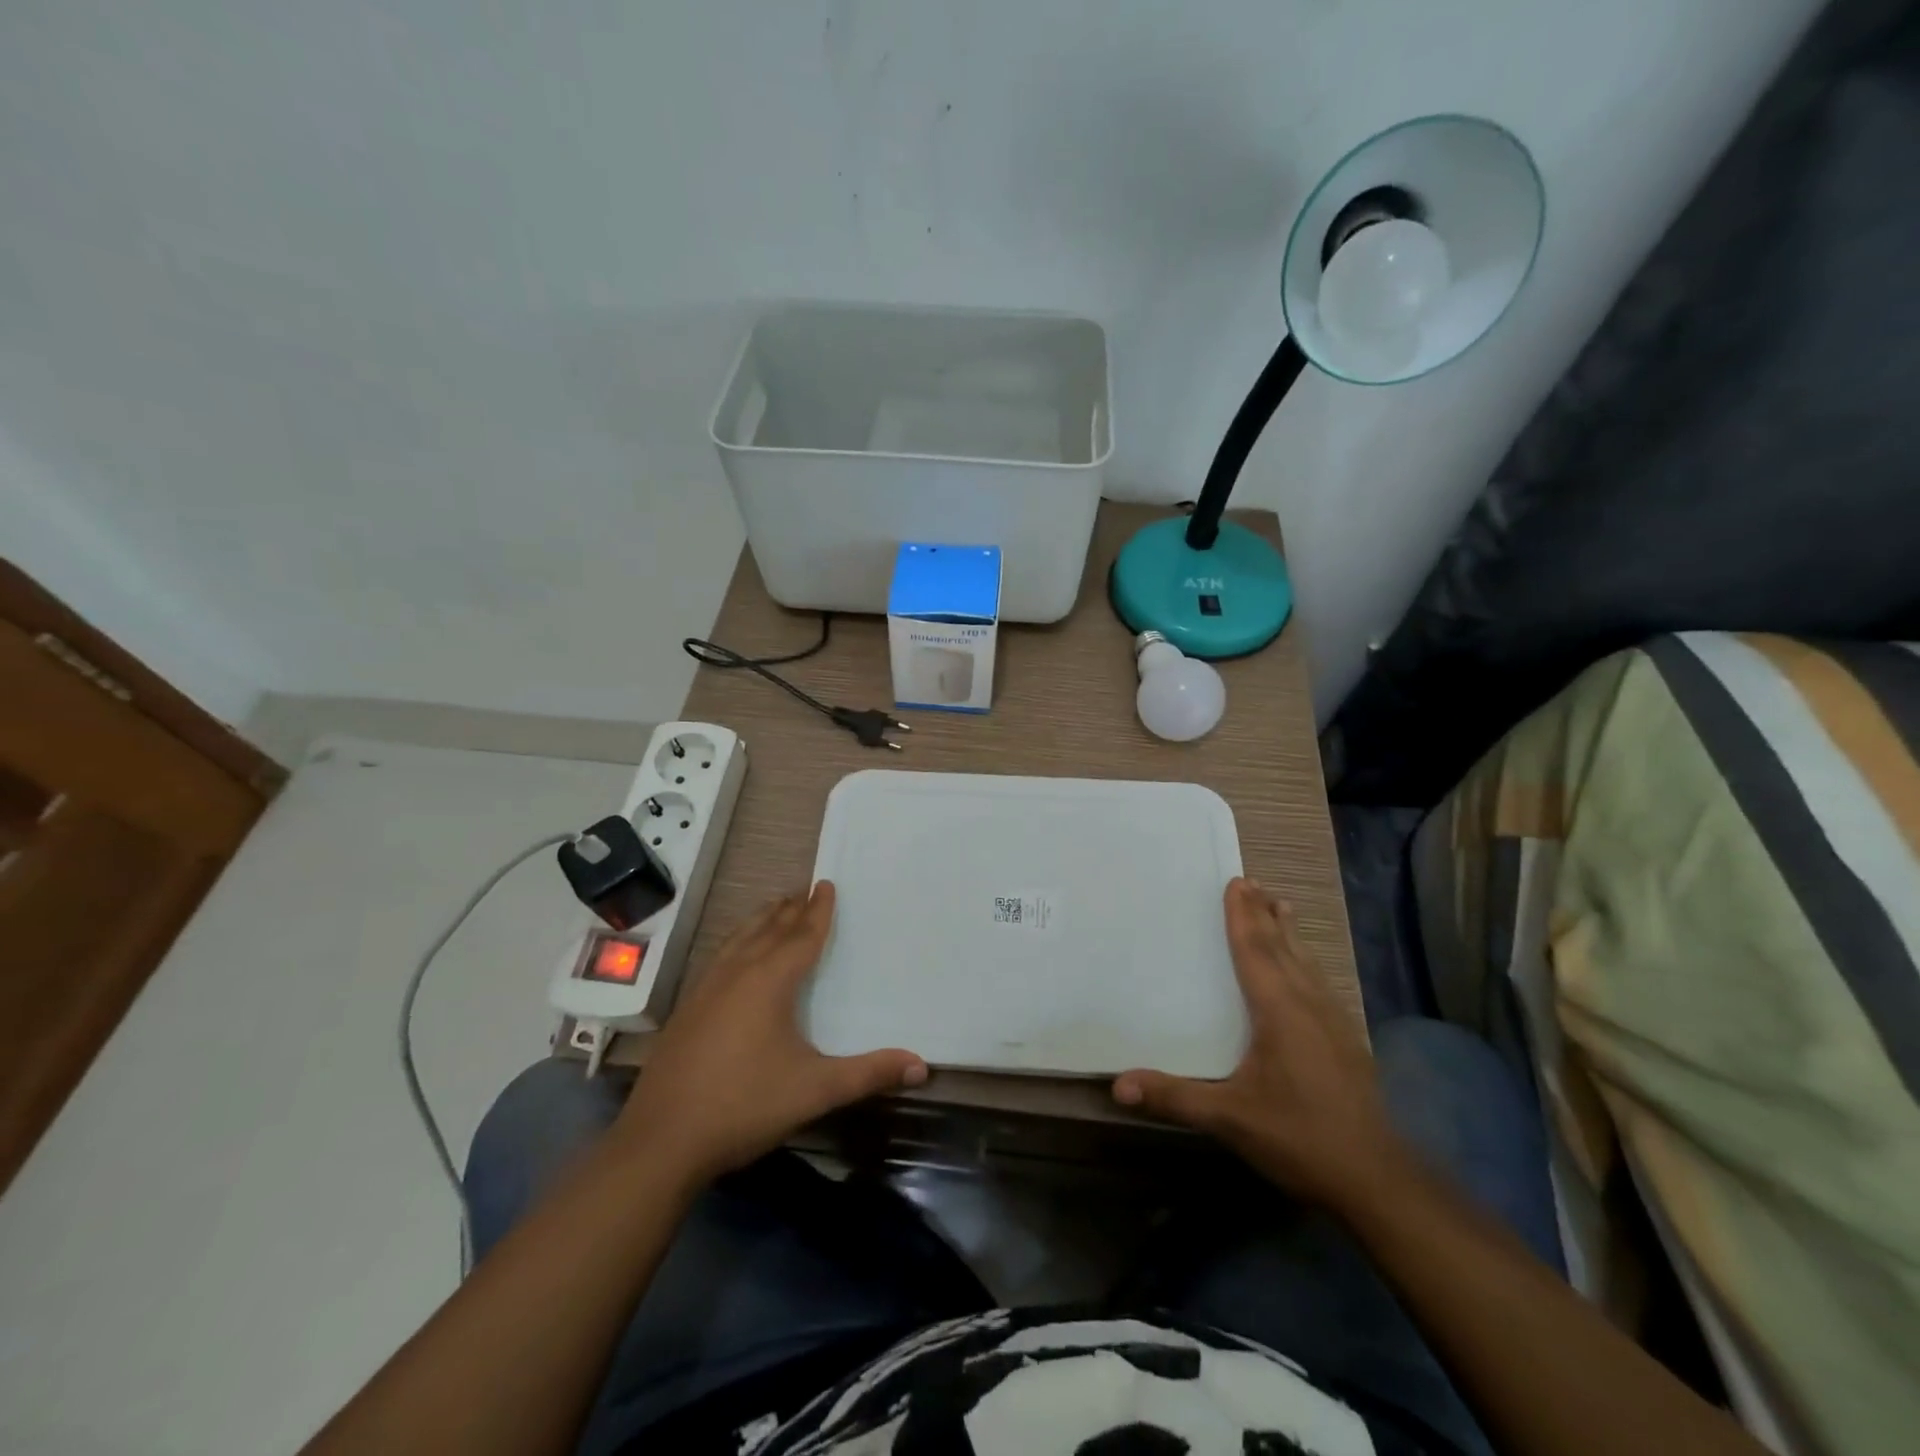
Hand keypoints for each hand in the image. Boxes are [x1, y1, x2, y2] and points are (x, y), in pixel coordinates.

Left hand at [614, 882, 925, 1185]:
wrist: (661, 1140)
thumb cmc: (745, 1105)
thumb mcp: (815, 1090)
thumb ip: (869, 1074)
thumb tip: (922, 1066)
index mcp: (770, 982)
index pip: (802, 936)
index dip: (819, 911)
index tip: (827, 884)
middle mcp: (737, 974)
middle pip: (768, 930)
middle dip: (790, 909)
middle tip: (805, 889)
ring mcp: (706, 990)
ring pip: (739, 940)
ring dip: (761, 921)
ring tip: (774, 908)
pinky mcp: (687, 1010)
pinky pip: (719, 957)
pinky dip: (736, 942)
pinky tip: (733, 956)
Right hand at [1113, 879, 1403, 1210]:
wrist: (1376, 1179)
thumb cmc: (1299, 1137)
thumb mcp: (1230, 1119)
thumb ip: (1175, 1097)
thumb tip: (1118, 1085)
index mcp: (1280, 1011)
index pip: (1256, 951)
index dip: (1242, 917)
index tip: (1235, 883)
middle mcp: (1308, 1004)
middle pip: (1282, 947)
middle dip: (1263, 914)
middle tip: (1251, 882)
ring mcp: (1334, 1021)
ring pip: (1306, 962)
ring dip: (1288, 932)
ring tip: (1280, 905)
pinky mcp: (1347, 1040)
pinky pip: (1319, 981)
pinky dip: (1304, 959)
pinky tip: (1306, 968)